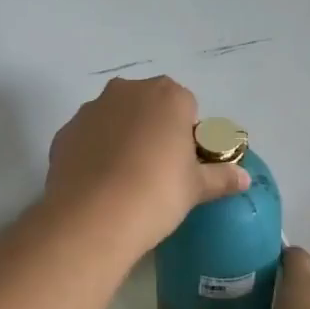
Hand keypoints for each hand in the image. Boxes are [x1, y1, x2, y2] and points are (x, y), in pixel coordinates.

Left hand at [45, 76, 248, 251]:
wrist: (93, 216)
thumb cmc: (157, 193)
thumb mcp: (196, 188)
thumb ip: (221, 177)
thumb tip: (244, 178)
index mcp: (167, 96)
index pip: (186, 105)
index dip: (187, 133)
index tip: (184, 162)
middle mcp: (127, 91)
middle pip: (148, 105)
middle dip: (153, 128)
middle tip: (157, 170)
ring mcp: (91, 109)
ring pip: (114, 118)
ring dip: (121, 138)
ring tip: (124, 180)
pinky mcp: (65, 132)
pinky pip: (87, 137)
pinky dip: (94, 152)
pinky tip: (98, 184)